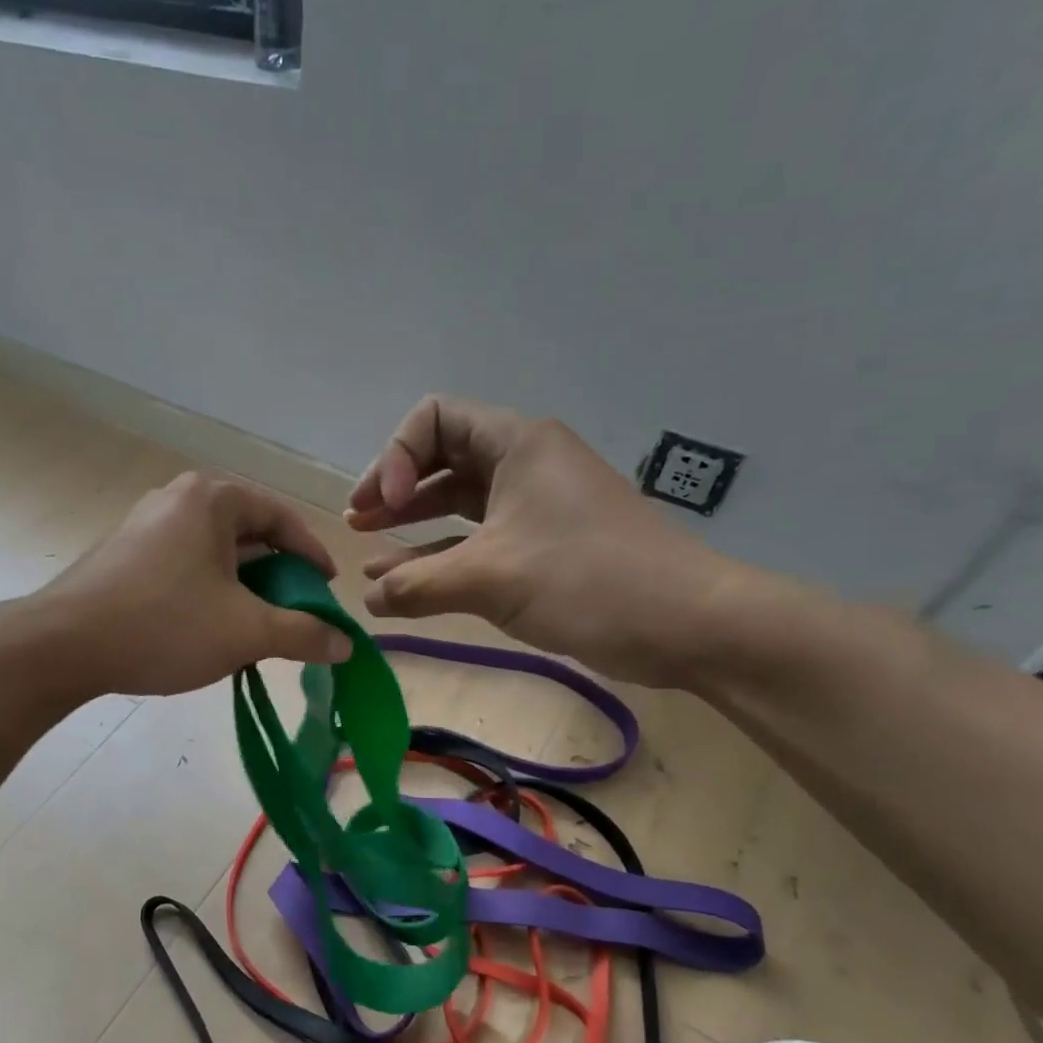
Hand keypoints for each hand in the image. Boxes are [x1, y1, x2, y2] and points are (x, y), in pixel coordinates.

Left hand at [40, 472, 352, 696]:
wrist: (62, 645)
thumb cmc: (164, 625)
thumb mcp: (246, 631)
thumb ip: (303, 634)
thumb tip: (345, 645)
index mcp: (212, 498)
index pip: (282, 518)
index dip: (312, 556)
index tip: (328, 590)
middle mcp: (178, 499)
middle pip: (248, 534)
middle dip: (278, 577)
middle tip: (295, 613)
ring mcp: (145, 525)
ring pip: (215, 554)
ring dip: (244, 589)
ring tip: (256, 628)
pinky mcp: (124, 554)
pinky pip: (184, 566)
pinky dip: (209, 592)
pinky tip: (210, 630)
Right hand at [346, 397, 753, 686]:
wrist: (685, 624)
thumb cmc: (588, 580)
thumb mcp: (490, 578)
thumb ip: (416, 585)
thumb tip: (366, 599)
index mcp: (516, 443)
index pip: (433, 418)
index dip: (396, 457)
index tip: (384, 506)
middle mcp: (523, 463)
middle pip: (440, 457)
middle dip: (393, 488)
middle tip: (358, 522)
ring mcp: (533, 504)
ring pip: (457, 501)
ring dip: (411, 523)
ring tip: (368, 549)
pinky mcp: (541, 544)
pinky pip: (476, 538)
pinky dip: (440, 553)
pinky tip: (403, 580)